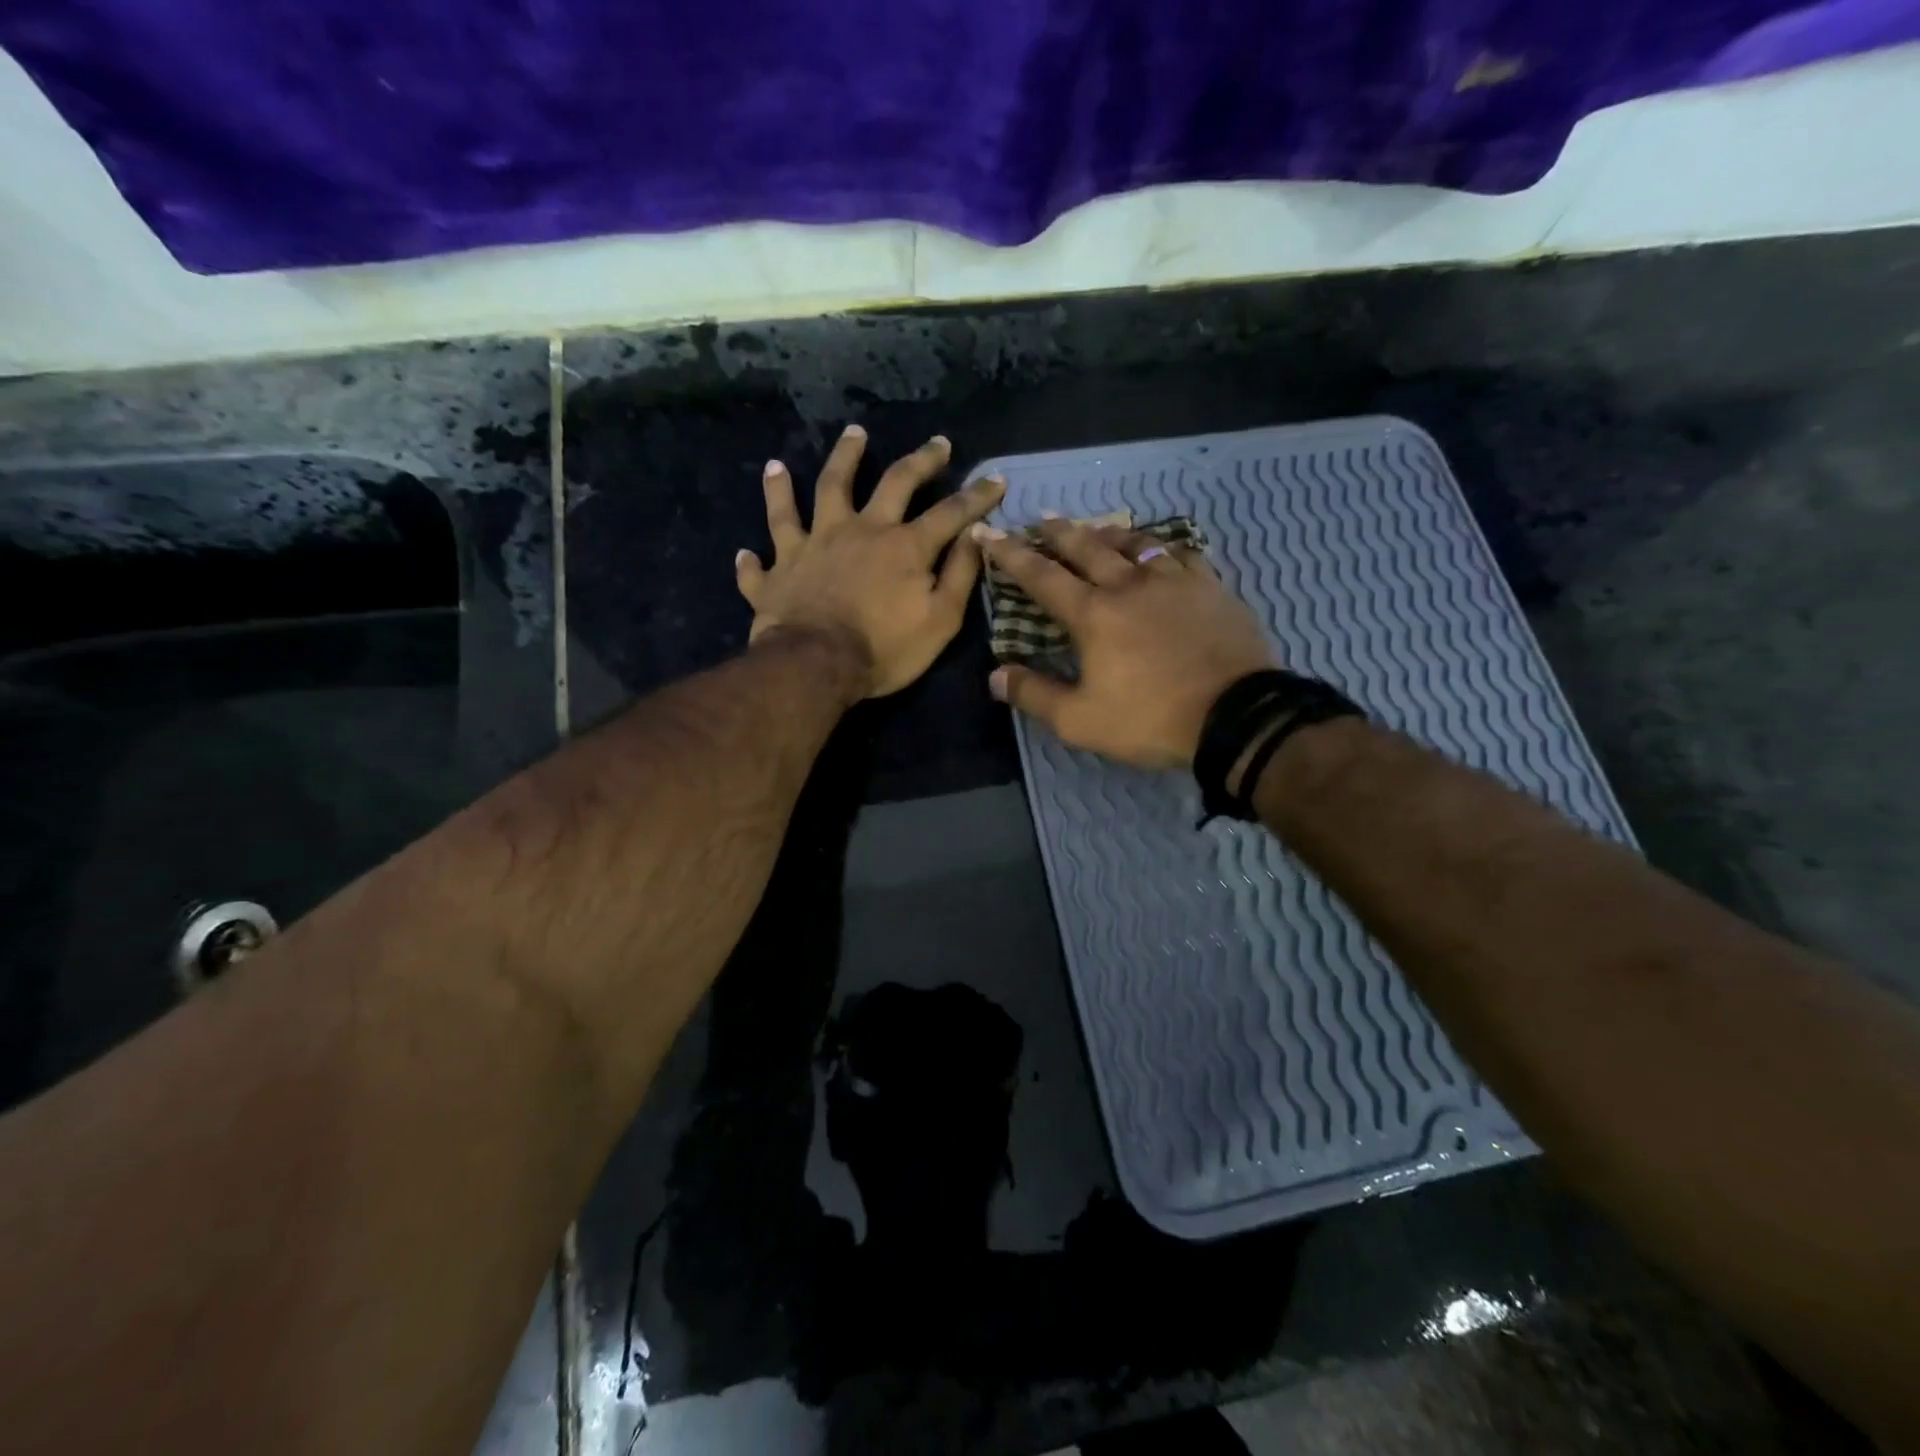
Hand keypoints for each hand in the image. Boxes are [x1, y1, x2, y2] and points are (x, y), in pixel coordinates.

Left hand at [737, 426, 1005, 697]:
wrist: (816, 666)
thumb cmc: (884, 648)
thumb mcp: (940, 620)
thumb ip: (959, 575)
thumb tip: (978, 536)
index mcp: (902, 546)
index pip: (949, 513)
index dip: (976, 496)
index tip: (996, 479)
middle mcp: (857, 531)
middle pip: (890, 482)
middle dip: (917, 461)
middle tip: (934, 442)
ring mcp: (811, 546)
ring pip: (817, 493)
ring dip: (833, 464)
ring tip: (845, 438)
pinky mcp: (776, 573)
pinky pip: (760, 563)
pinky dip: (753, 558)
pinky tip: (746, 550)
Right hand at [977, 518, 1274, 767]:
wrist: (1236, 716)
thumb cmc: (1151, 719)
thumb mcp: (1080, 720)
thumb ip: (1035, 695)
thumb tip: (995, 675)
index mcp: (1093, 615)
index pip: (1041, 576)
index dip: (1010, 554)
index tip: (988, 532)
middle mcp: (1129, 586)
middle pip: (1087, 548)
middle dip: (1059, 532)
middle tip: (1043, 518)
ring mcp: (1174, 582)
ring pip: (1135, 543)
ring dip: (1109, 533)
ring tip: (1096, 528)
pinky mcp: (1211, 588)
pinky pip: (1182, 555)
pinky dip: (1162, 547)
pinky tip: (1161, 550)